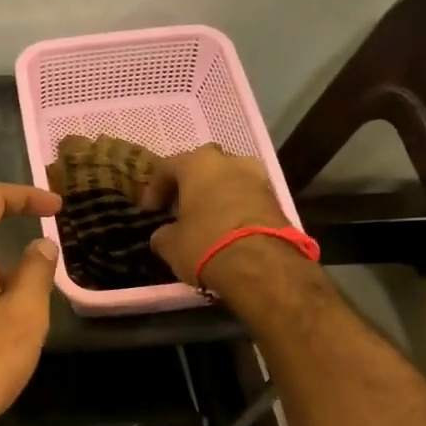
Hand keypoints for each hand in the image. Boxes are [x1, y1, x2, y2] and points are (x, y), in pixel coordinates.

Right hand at [140, 145, 293, 287]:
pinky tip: (226, 228)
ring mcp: (257, 177)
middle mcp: (229, 161)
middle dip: (189, 186)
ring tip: (205, 219)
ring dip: (215, 195)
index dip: (154, 189)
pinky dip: (234, 208)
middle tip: (179, 208)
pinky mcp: (276, 198)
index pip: (167, 167)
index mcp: (198, 163)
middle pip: (202, 168)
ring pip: (228, 181)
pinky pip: (246, 197)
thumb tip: (165, 234)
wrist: (262, 264)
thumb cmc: (205, 243)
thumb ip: (163, 233)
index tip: (149, 210)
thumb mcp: (170, 244)